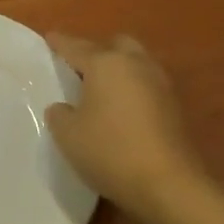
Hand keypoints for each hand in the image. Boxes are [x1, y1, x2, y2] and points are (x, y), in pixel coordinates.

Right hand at [44, 33, 215, 223]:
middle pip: (115, 45)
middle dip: (98, 50)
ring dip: (119, 70)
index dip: (60, 43)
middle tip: (79, 68)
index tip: (49, 37)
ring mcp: (160, 85)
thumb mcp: (67, 134)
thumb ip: (60, 114)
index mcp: (106, 64)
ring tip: (100, 88)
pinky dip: (132, 89)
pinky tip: (119, 108)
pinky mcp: (174, 108)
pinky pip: (146, 86)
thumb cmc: (109, 151)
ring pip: (136, 64)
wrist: (167, 185)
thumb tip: (65, 107)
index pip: (76, 47)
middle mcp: (136, 66)